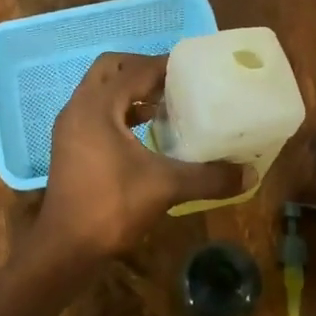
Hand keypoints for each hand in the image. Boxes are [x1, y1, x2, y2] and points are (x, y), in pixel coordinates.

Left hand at [31, 53, 246, 265]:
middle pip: (110, 69)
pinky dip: (120, 113)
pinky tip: (145, 132)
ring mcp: (70, 128)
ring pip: (101, 92)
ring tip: (164, 105)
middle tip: (174, 83)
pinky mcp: (70, 146)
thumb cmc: (111, 207)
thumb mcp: (166, 187)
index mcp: (97, 106)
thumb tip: (250, 174)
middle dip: (141, 70)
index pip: (133, 70)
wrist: (66, 248)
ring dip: (130, 92)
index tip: (194, 70)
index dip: (164, 66)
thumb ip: (208, 177)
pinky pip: (96, 113)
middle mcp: (79, 108)